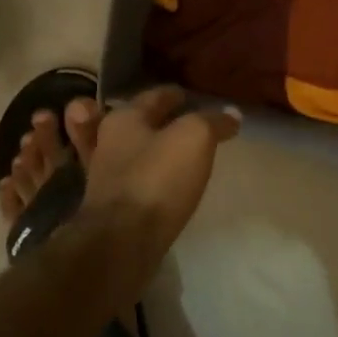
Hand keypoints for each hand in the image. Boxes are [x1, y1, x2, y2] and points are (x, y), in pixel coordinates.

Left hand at [72, 87, 239, 272]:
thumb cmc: (157, 178)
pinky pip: (133, 183)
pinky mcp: (111, 208)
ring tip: (174, 153)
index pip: (153, 96)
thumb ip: (213, 122)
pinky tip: (163, 184)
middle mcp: (107, 142)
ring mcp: (105, 177)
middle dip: (155, 120)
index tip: (189, 95)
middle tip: (183, 122)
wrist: (122, 242)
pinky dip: (148, 177)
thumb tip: (232, 114)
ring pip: (130, 153)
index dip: (174, 94)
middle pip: (136, 123)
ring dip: (149, 150)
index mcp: (123, 118)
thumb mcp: (194, 137)